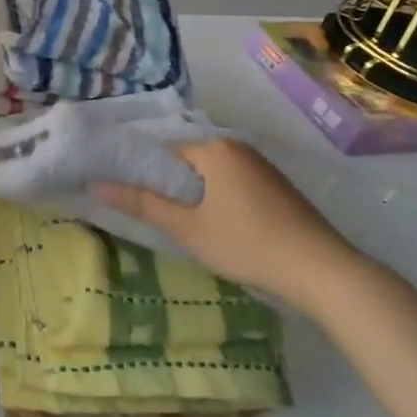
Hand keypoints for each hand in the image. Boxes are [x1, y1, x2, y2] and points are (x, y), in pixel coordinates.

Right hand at [93, 138, 371, 316]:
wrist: (322, 270)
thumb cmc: (246, 244)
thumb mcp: (187, 228)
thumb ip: (141, 203)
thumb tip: (94, 185)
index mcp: (213, 148)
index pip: (161, 148)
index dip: (138, 168)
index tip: (119, 187)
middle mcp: (235, 146)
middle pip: (185, 158)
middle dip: (164, 180)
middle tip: (141, 207)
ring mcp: (259, 165)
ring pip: (209, 171)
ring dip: (190, 190)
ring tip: (171, 216)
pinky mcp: (274, 186)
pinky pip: (230, 181)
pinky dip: (214, 195)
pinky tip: (210, 221)